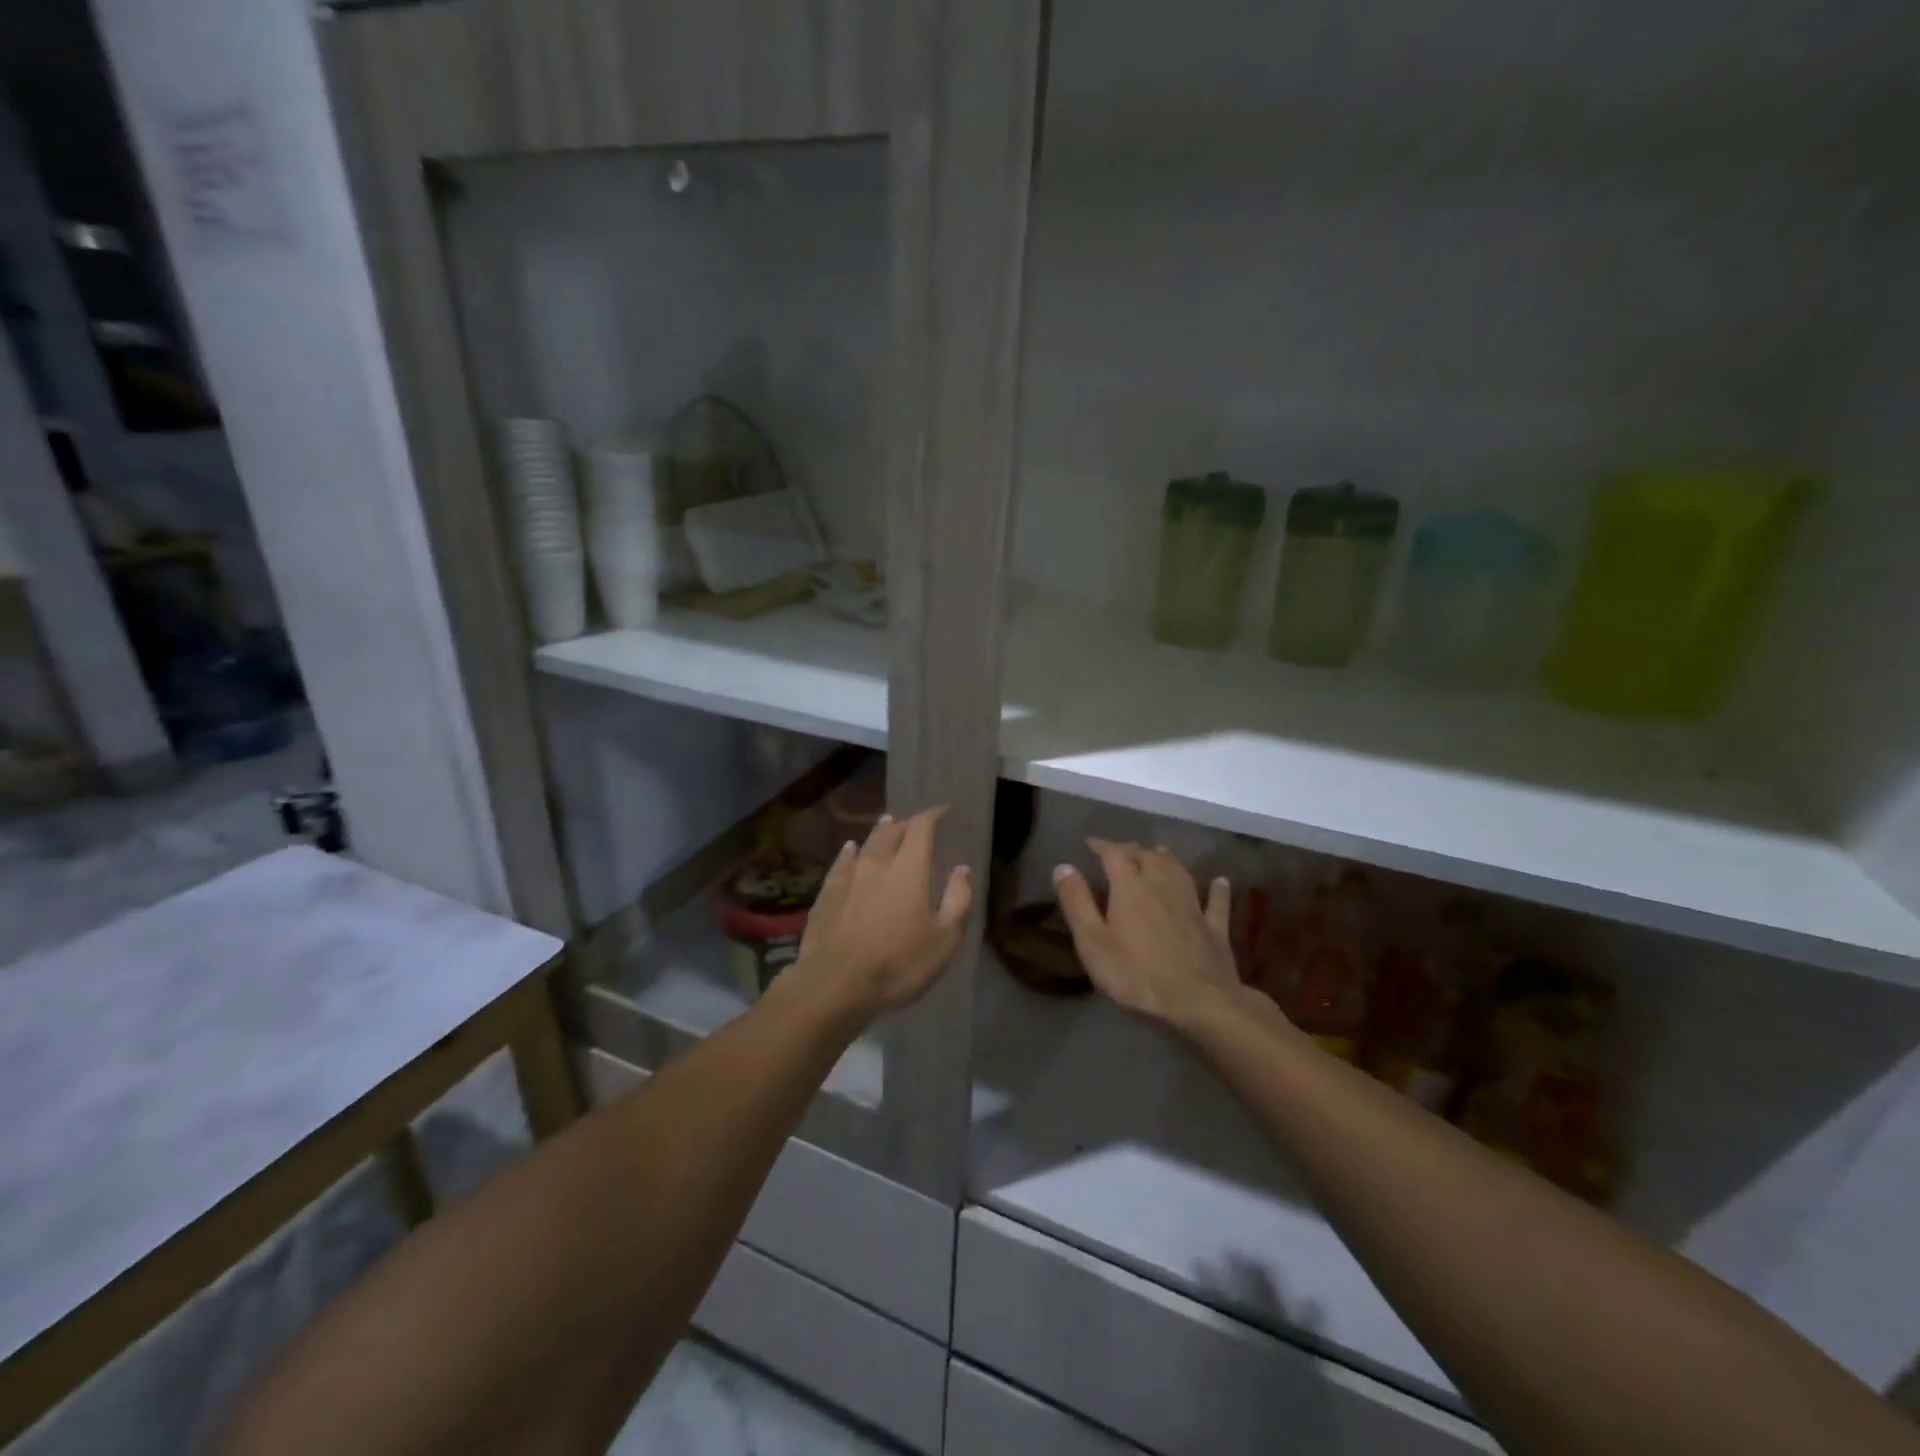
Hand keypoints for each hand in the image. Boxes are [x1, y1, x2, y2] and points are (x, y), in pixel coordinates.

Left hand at [790, 806, 972, 1024]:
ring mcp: (848, 877)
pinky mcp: (827, 894)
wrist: (834, 985)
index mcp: (909, 869)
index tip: (945, 811)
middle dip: (907, 823)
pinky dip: (851, 852)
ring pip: (866, 843)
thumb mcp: (944, 940)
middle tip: (916, 824)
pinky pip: (841, 862)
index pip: (922, 828)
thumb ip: (958, 900)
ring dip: (880, 832)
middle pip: (892, 831)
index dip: (934, 815)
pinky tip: (850, 850)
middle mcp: (877, 863)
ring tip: (887, 824)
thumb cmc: (898, 964)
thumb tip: (962, 870)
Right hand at [1053, 839, 1243, 1031]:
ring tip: (1157, 852)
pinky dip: (1216, 889)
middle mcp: (1163, 886)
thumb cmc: (1136, 975)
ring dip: (1166, 859)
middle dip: (1132, 849)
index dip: (1102, 845)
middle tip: (1120, 851)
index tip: (1090, 844)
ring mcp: (1193, 906)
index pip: (1114, 854)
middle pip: (1148, 857)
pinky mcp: (1215, 928)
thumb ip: (1077, 903)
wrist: (1199, 1003)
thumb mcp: (1093, 942)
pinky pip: (1216, 902)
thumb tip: (1063, 866)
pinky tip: (1220, 881)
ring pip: (1179, 871)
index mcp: (1130, 887)